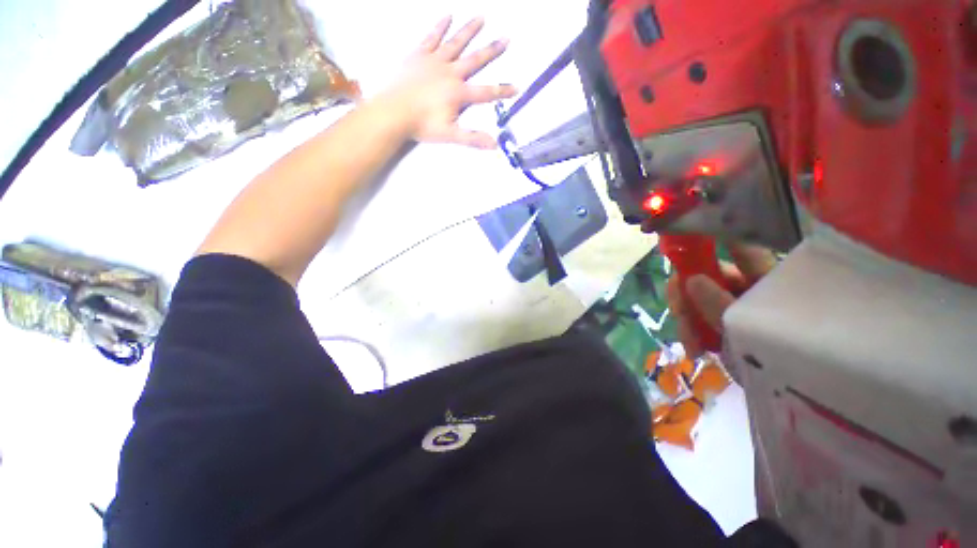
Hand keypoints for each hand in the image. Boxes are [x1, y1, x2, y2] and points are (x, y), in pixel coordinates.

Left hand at [385, 16, 516, 149]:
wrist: (393, 112)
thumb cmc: (422, 125)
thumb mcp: (450, 135)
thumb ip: (472, 138)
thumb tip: (494, 144)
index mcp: (458, 93)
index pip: (486, 93)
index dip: (502, 91)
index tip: (517, 87)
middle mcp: (450, 73)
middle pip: (475, 60)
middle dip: (491, 50)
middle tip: (506, 38)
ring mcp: (434, 61)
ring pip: (456, 43)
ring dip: (469, 31)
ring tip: (481, 17)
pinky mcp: (419, 55)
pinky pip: (432, 38)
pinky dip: (440, 27)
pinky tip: (448, 17)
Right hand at [666, 244, 776, 356]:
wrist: (787, 389)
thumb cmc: (782, 356)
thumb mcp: (748, 331)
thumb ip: (720, 305)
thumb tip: (690, 279)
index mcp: (760, 279)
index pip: (736, 248)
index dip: (711, 238)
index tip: (682, 240)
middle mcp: (743, 285)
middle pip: (702, 274)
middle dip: (685, 295)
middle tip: (679, 315)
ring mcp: (729, 304)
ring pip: (693, 298)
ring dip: (685, 320)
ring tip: (691, 346)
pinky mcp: (719, 321)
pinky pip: (695, 317)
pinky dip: (689, 331)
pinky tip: (693, 349)